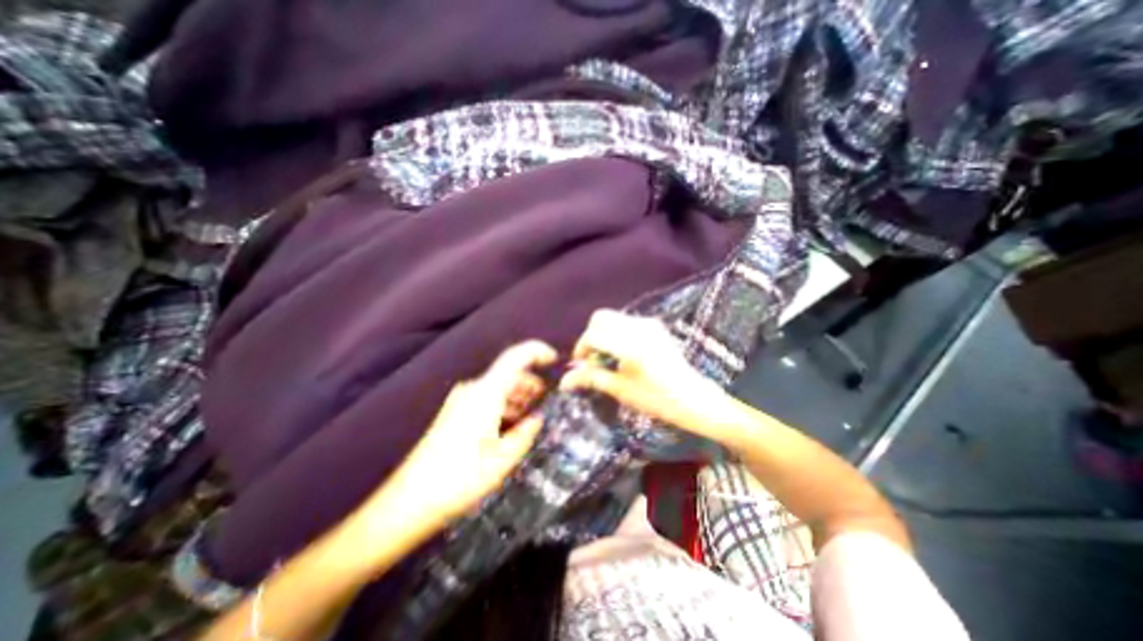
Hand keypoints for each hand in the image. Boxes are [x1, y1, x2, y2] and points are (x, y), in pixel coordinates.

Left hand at [356, 340, 554, 534]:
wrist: (408, 502)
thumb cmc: (459, 479)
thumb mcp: (502, 460)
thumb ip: (525, 434)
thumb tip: (539, 419)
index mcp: (486, 394)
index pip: (515, 357)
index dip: (537, 352)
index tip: (555, 360)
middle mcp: (473, 389)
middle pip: (509, 374)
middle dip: (530, 384)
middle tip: (545, 403)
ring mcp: (462, 399)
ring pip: (499, 387)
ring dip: (517, 397)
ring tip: (528, 419)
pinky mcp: (456, 411)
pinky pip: (487, 398)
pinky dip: (503, 405)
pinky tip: (509, 426)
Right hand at [561, 311, 730, 444]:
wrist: (694, 398)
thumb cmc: (657, 399)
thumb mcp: (621, 390)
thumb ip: (592, 378)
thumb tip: (564, 380)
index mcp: (632, 345)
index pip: (593, 335)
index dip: (581, 348)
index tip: (579, 364)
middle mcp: (640, 327)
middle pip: (601, 318)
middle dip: (590, 336)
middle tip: (592, 359)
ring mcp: (649, 324)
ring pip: (613, 318)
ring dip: (602, 334)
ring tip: (606, 358)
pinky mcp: (654, 326)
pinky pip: (625, 321)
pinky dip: (615, 333)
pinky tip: (620, 353)